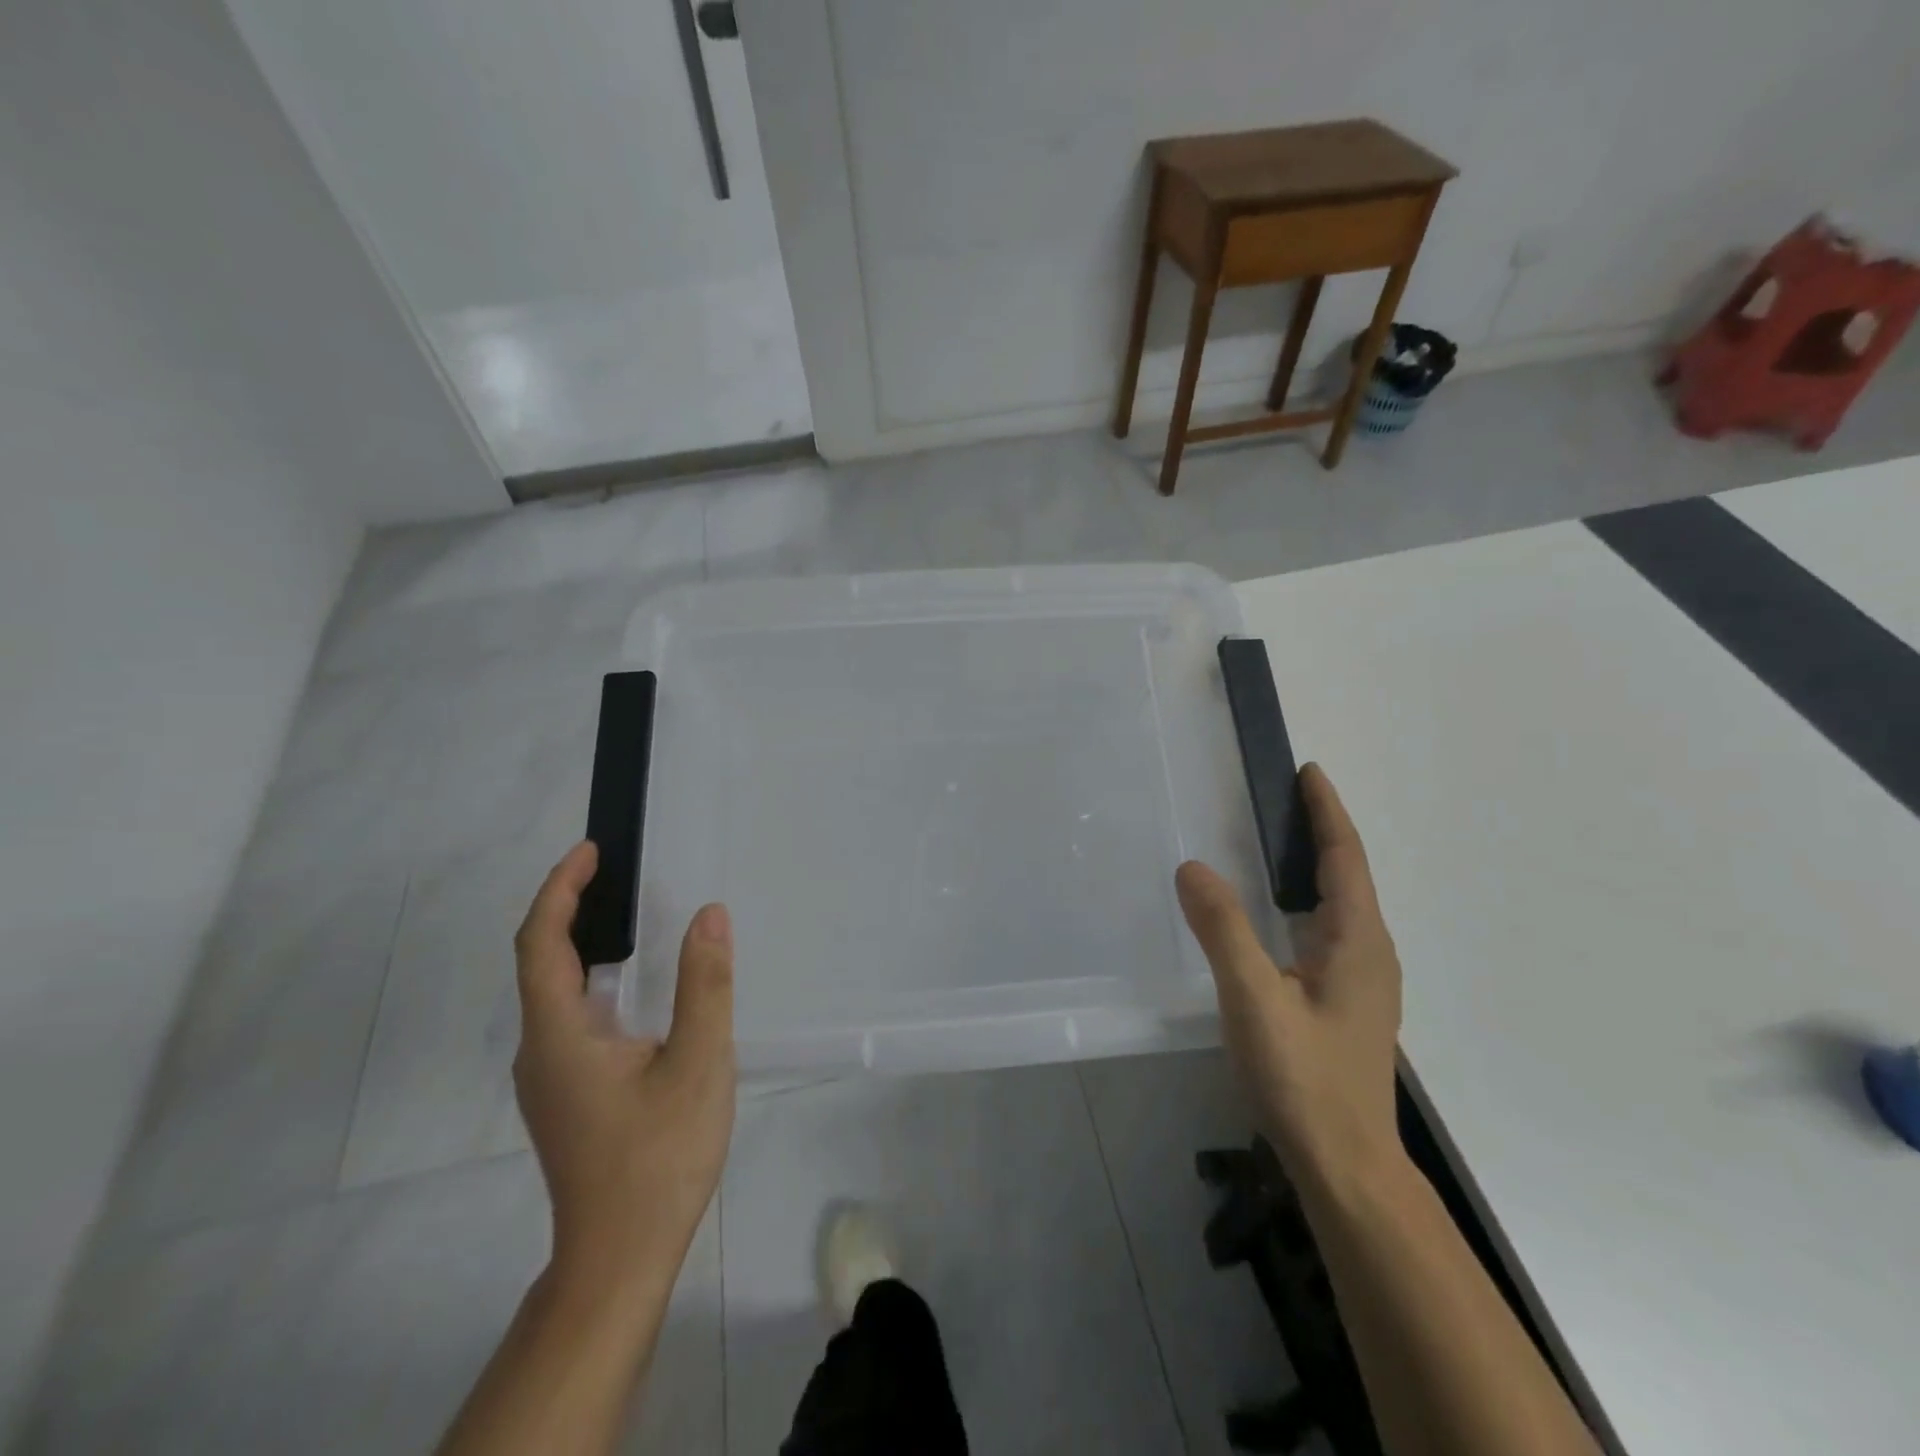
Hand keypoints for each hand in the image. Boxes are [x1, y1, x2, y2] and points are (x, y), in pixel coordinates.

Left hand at [512, 842, 735, 1295]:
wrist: (619, 1259)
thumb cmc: (657, 1157)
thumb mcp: (698, 1063)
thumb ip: (705, 984)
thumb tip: (709, 914)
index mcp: (560, 1035)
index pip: (541, 944)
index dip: (561, 890)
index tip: (590, 851)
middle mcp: (540, 1049)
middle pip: (541, 962)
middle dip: (570, 907)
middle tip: (616, 871)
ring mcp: (549, 1076)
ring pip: (554, 992)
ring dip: (582, 943)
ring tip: (629, 913)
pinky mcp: (566, 1094)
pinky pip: (570, 1016)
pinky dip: (593, 978)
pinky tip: (635, 986)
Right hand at [1177, 764, 1402, 1186]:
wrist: (1345, 1166)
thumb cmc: (1304, 1079)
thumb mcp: (1254, 998)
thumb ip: (1223, 929)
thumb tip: (1192, 866)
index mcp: (1357, 942)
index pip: (1346, 859)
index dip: (1327, 812)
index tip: (1308, 772)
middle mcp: (1369, 954)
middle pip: (1348, 876)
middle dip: (1320, 832)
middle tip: (1279, 799)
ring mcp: (1361, 982)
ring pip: (1339, 907)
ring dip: (1314, 868)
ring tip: (1275, 844)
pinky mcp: (1345, 1004)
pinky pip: (1327, 932)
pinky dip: (1304, 902)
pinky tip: (1277, 916)